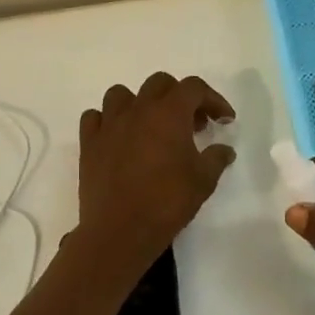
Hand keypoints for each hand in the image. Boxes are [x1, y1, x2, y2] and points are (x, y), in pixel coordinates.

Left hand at [76, 73, 236, 263]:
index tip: (224, 121)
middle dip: (179, 97)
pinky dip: (108, 121)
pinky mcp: (89, 143)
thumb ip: (216, 159)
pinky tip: (118, 138)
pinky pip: (95, 118)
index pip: (194, 88)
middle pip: (159, 83)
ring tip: (150, 126)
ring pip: (122, 94)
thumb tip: (225, 149)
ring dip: (140, 103)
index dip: (213, 99)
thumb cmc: (167, 203)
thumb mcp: (203, 181)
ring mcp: (109, 124)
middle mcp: (138, 110)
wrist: (120, 230)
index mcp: (169, 113)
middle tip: (192, 125)